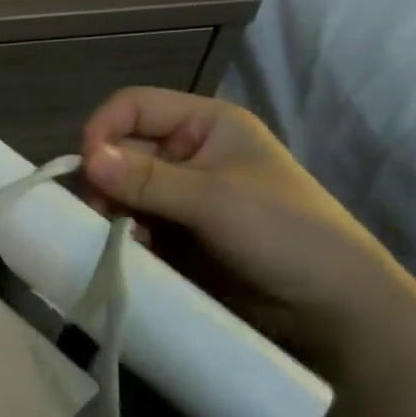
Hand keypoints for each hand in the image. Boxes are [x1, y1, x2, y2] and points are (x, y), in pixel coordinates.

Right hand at [80, 87, 414, 359]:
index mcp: (205, 124)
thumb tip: (84, 160)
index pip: (134, 106)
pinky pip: (130, 219)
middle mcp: (187, 151)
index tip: (89, 169)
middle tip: (100, 212)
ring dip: (111, 208)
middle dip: (104, 177)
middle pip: (120, 147)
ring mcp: (179, 192)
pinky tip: (133, 248)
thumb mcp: (214, 200)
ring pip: (120, 187)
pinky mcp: (174, 230)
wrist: (330, 310)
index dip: (104, 129)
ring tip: (117, 234)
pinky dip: (122, 231)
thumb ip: (147, 179)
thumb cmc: (284, 234)